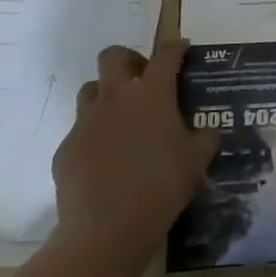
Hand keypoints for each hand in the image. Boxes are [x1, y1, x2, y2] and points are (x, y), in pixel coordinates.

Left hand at [53, 41, 219, 253]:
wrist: (106, 228)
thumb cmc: (161, 186)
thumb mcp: (197, 160)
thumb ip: (205, 137)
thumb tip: (209, 130)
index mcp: (151, 94)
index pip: (165, 55)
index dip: (175, 47)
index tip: (181, 48)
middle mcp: (115, 98)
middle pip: (113, 56)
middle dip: (128, 59)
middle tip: (142, 79)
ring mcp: (85, 122)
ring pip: (90, 90)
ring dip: (106, 95)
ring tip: (121, 118)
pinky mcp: (66, 148)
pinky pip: (80, 131)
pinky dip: (93, 137)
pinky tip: (105, 160)